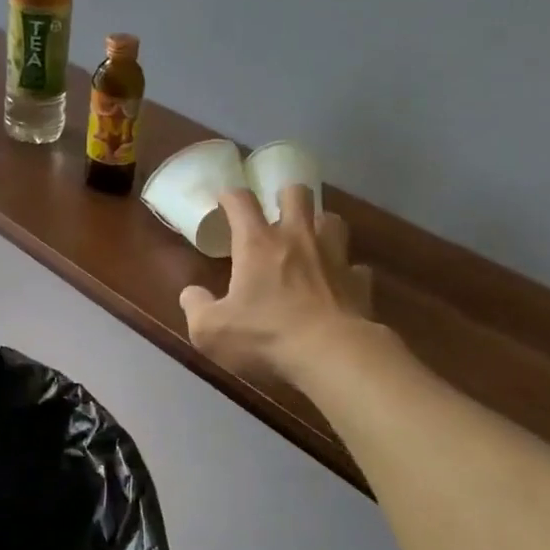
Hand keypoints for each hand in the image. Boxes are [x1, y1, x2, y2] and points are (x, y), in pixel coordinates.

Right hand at [180, 184, 372, 381]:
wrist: (332, 355)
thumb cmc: (266, 336)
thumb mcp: (211, 330)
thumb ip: (195, 307)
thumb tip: (191, 294)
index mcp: (257, 244)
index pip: (241, 201)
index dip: (230, 196)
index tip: (225, 200)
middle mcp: (298, 239)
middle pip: (297, 194)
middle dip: (286, 196)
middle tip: (278, 212)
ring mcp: (334, 257)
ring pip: (333, 220)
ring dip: (320, 226)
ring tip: (311, 240)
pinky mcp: (359, 282)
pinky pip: (355, 267)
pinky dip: (346, 271)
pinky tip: (339, 283)